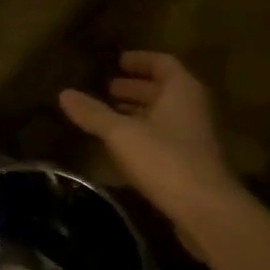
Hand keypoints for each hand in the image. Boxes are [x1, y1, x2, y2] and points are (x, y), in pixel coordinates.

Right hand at [59, 52, 239, 241]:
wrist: (206, 209)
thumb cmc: (165, 159)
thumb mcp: (121, 133)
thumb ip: (93, 113)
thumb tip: (64, 93)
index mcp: (182, 91)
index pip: (163, 63)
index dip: (140, 60)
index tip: (117, 61)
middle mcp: (193, 108)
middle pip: (164, 90)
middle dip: (136, 88)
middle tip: (107, 88)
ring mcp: (195, 137)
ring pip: (164, 115)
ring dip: (139, 112)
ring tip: (109, 115)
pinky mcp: (191, 162)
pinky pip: (165, 137)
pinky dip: (143, 134)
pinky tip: (122, 146)